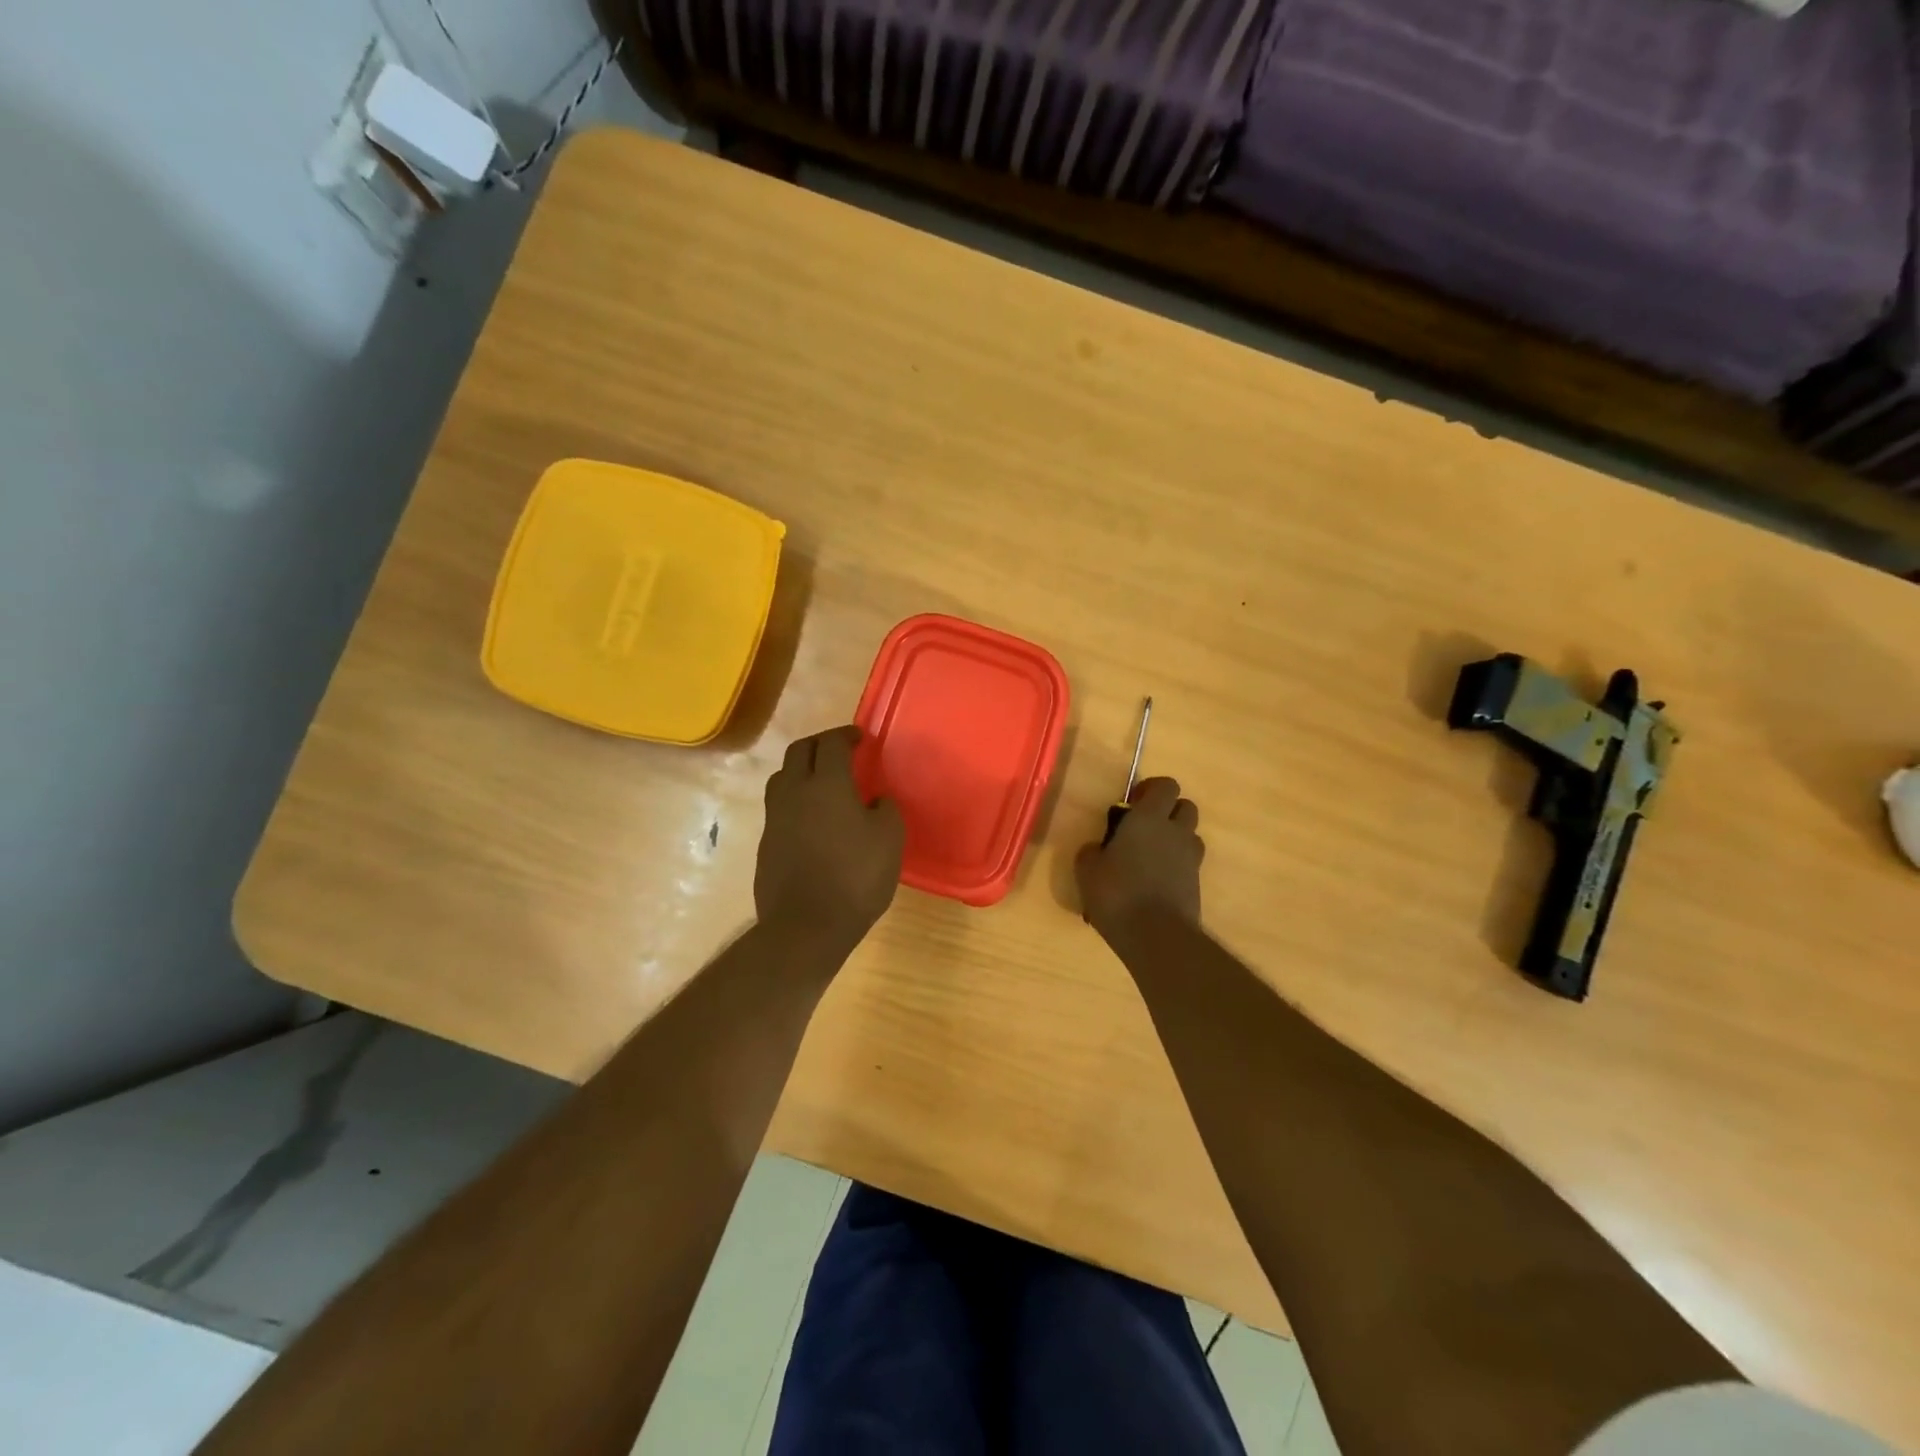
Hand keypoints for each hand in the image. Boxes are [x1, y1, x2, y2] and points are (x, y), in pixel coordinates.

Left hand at [756, 726, 904, 958]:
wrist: (806, 926)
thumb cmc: (855, 877)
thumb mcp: (889, 839)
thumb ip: (885, 809)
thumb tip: (875, 800)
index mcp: (826, 783)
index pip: (831, 743)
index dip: (846, 735)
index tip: (861, 739)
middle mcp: (794, 791)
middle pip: (799, 751)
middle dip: (820, 744)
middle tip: (840, 752)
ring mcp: (775, 818)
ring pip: (783, 777)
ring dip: (802, 770)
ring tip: (822, 782)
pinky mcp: (766, 843)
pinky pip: (779, 808)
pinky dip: (795, 801)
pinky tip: (812, 820)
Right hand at [1075, 777, 1203, 937]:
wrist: (1157, 936)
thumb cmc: (1117, 893)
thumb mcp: (1087, 870)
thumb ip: (1092, 851)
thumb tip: (1097, 848)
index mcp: (1149, 818)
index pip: (1166, 785)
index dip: (1151, 789)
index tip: (1132, 803)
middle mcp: (1175, 832)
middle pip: (1185, 806)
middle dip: (1168, 811)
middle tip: (1143, 828)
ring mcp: (1191, 858)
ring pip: (1190, 835)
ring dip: (1175, 838)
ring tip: (1150, 856)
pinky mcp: (1197, 883)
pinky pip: (1188, 863)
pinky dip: (1176, 865)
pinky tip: (1154, 882)